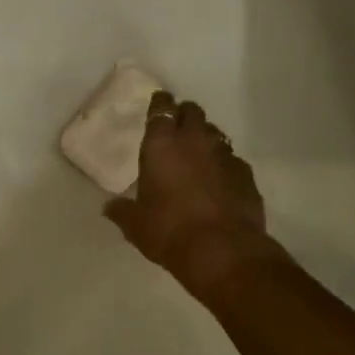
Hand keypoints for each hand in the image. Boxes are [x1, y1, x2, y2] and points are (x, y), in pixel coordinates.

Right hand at [102, 92, 279, 294]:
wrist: (223, 251)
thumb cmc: (170, 231)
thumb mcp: (136, 225)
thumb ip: (122, 211)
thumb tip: (109, 208)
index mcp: (162, 142)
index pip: (161, 106)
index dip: (160, 103)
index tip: (158, 106)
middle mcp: (194, 139)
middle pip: (192, 111)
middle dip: (185, 116)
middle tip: (177, 131)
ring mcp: (224, 153)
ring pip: (215, 133)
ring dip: (206, 140)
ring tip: (199, 158)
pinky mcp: (246, 173)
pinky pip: (233, 160)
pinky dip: (225, 166)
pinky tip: (220, 183)